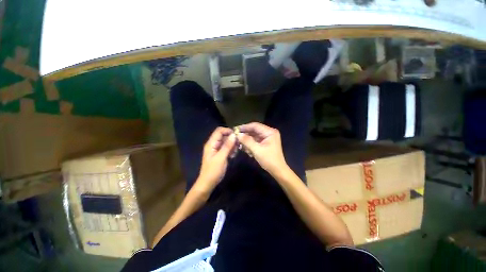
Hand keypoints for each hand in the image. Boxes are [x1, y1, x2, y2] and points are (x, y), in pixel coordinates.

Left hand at [195, 127, 235, 192]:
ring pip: (226, 142)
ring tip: (235, 152)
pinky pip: (226, 148)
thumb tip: (234, 135)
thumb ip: (227, 146)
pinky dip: (230, 150)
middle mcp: (213, 144)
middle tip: (238, 145)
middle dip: (231, 139)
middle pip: (223, 136)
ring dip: (232, 145)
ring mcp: (216, 149)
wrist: (208, 183)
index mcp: (211, 143)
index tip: (237, 135)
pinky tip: (233, 155)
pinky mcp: (219, 154)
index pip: (219, 131)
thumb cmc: (213, 171)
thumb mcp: (221, 157)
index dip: (228, 131)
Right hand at [236, 122, 287, 174]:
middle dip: (246, 135)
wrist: (278, 170)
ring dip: (247, 140)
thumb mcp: (257, 150)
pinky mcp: (266, 142)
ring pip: (254, 135)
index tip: (235, 129)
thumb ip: (247, 141)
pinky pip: (256, 140)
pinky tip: (247, 149)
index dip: (244, 127)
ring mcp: (268, 137)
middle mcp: (269, 132)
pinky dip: (251, 144)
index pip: (255, 126)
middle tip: (236, 137)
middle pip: (254, 130)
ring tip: (241, 145)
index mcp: (270, 132)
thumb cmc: (269, 160)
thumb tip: (238, 134)